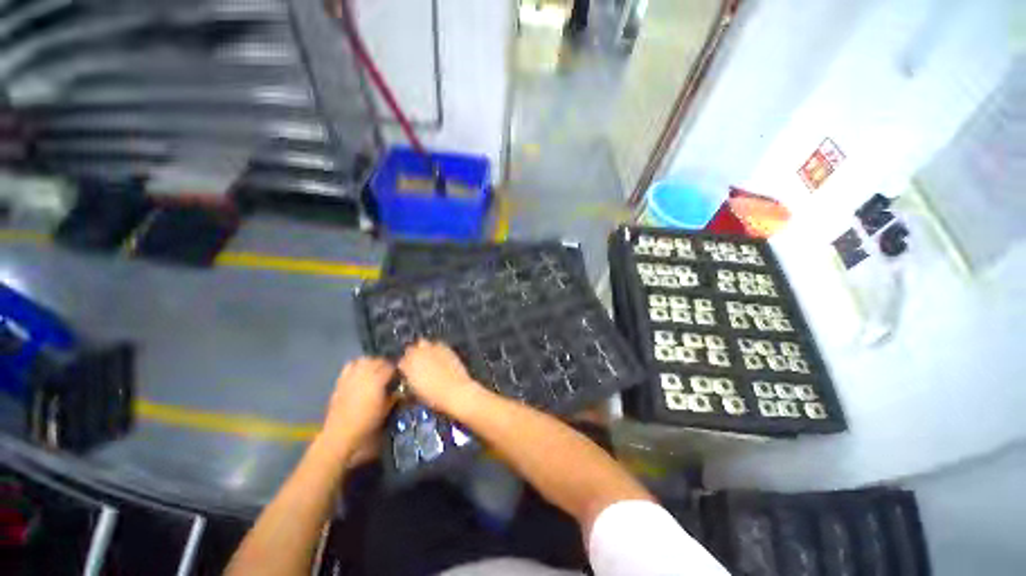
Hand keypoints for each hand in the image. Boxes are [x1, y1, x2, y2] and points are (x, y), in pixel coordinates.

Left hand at [318, 357, 395, 459]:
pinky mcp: (340, 381)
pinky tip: (360, 372)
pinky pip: (350, 366)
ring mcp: (351, 376)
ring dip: (371, 362)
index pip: (390, 366)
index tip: (400, 374)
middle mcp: (364, 374)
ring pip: (364, 359)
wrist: (340, 434)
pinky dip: (357, 365)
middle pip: (377, 360)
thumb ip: (394, 395)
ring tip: (375, 369)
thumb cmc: (366, 424)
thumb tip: (400, 388)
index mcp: (377, 381)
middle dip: (385, 364)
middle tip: (390, 372)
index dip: (397, 369)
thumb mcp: (386, 410)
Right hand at [398, 340, 484, 414]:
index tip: (407, 371)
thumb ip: (410, 381)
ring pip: (422, 343)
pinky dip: (436, 348)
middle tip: (417, 362)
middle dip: (412, 354)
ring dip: (423, 349)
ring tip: (428, 357)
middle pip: (410, 349)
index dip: (404, 367)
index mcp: (407, 365)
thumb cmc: (433, 397)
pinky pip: (437, 344)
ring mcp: (432, 348)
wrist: (455, 390)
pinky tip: (439, 356)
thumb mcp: (415, 393)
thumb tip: (410, 378)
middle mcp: (418, 353)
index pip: (401, 362)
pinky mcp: (445, 346)